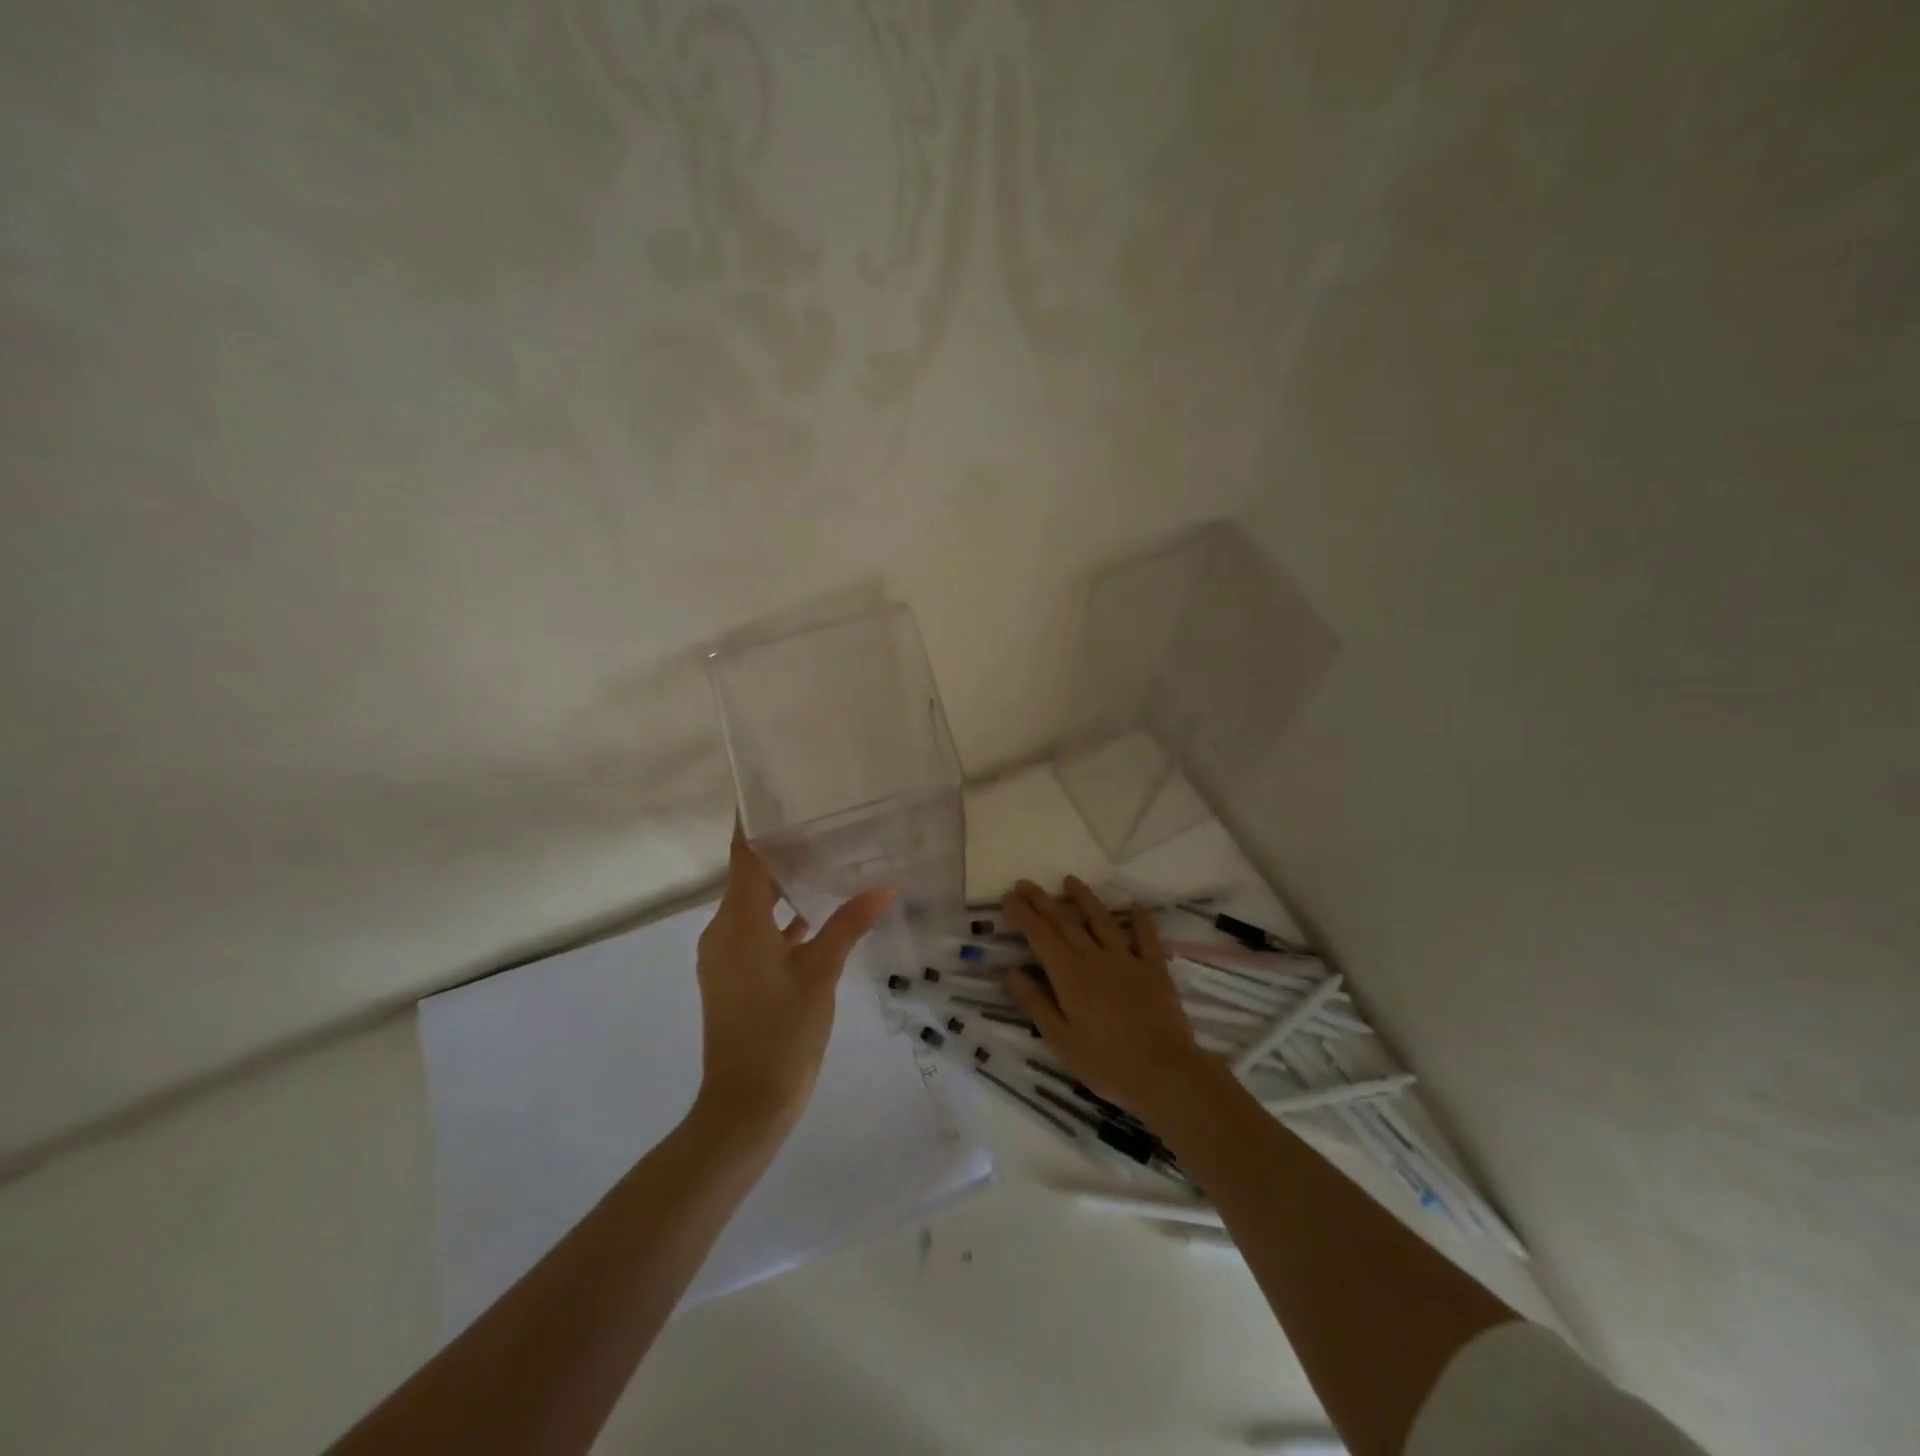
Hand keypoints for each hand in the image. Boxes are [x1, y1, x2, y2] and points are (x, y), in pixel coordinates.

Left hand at [694, 824, 892, 1133]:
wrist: (746, 1104)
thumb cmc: (782, 1031)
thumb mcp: (820, 974)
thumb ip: (848, 926)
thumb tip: (883, 887)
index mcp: (737, 922)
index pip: (744, 856)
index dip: (754, 823)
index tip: (771, 791)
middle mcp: (723, 932)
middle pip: (749, 878)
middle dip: (780, 851)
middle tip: (819, 823)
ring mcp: (725, 957)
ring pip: (753, 907)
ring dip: (783, 888)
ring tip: (824, 862)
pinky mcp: (733, 977)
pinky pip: (755, 933)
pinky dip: (781, 920)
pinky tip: (816, 918)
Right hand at [1000, 876, 1215, 1122]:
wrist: (1165, 1074)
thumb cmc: (1106, 1063)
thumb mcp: (1059, 1039)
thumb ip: (1034, 1002)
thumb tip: (1008, 970)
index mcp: (1069, 975)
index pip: (1039, 935)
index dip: (1022, 914)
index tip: (1007, 897)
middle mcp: (1095, 958)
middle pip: (1065, 922)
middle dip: (1042, 901)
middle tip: (1025, 883)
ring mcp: (1127, 961)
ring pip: (1102, 921)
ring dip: (1084, 899)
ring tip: (1070, 880)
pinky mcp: (1154, 970)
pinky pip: (1146, 938)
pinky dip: (1140, 919)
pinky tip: (1135, 904)